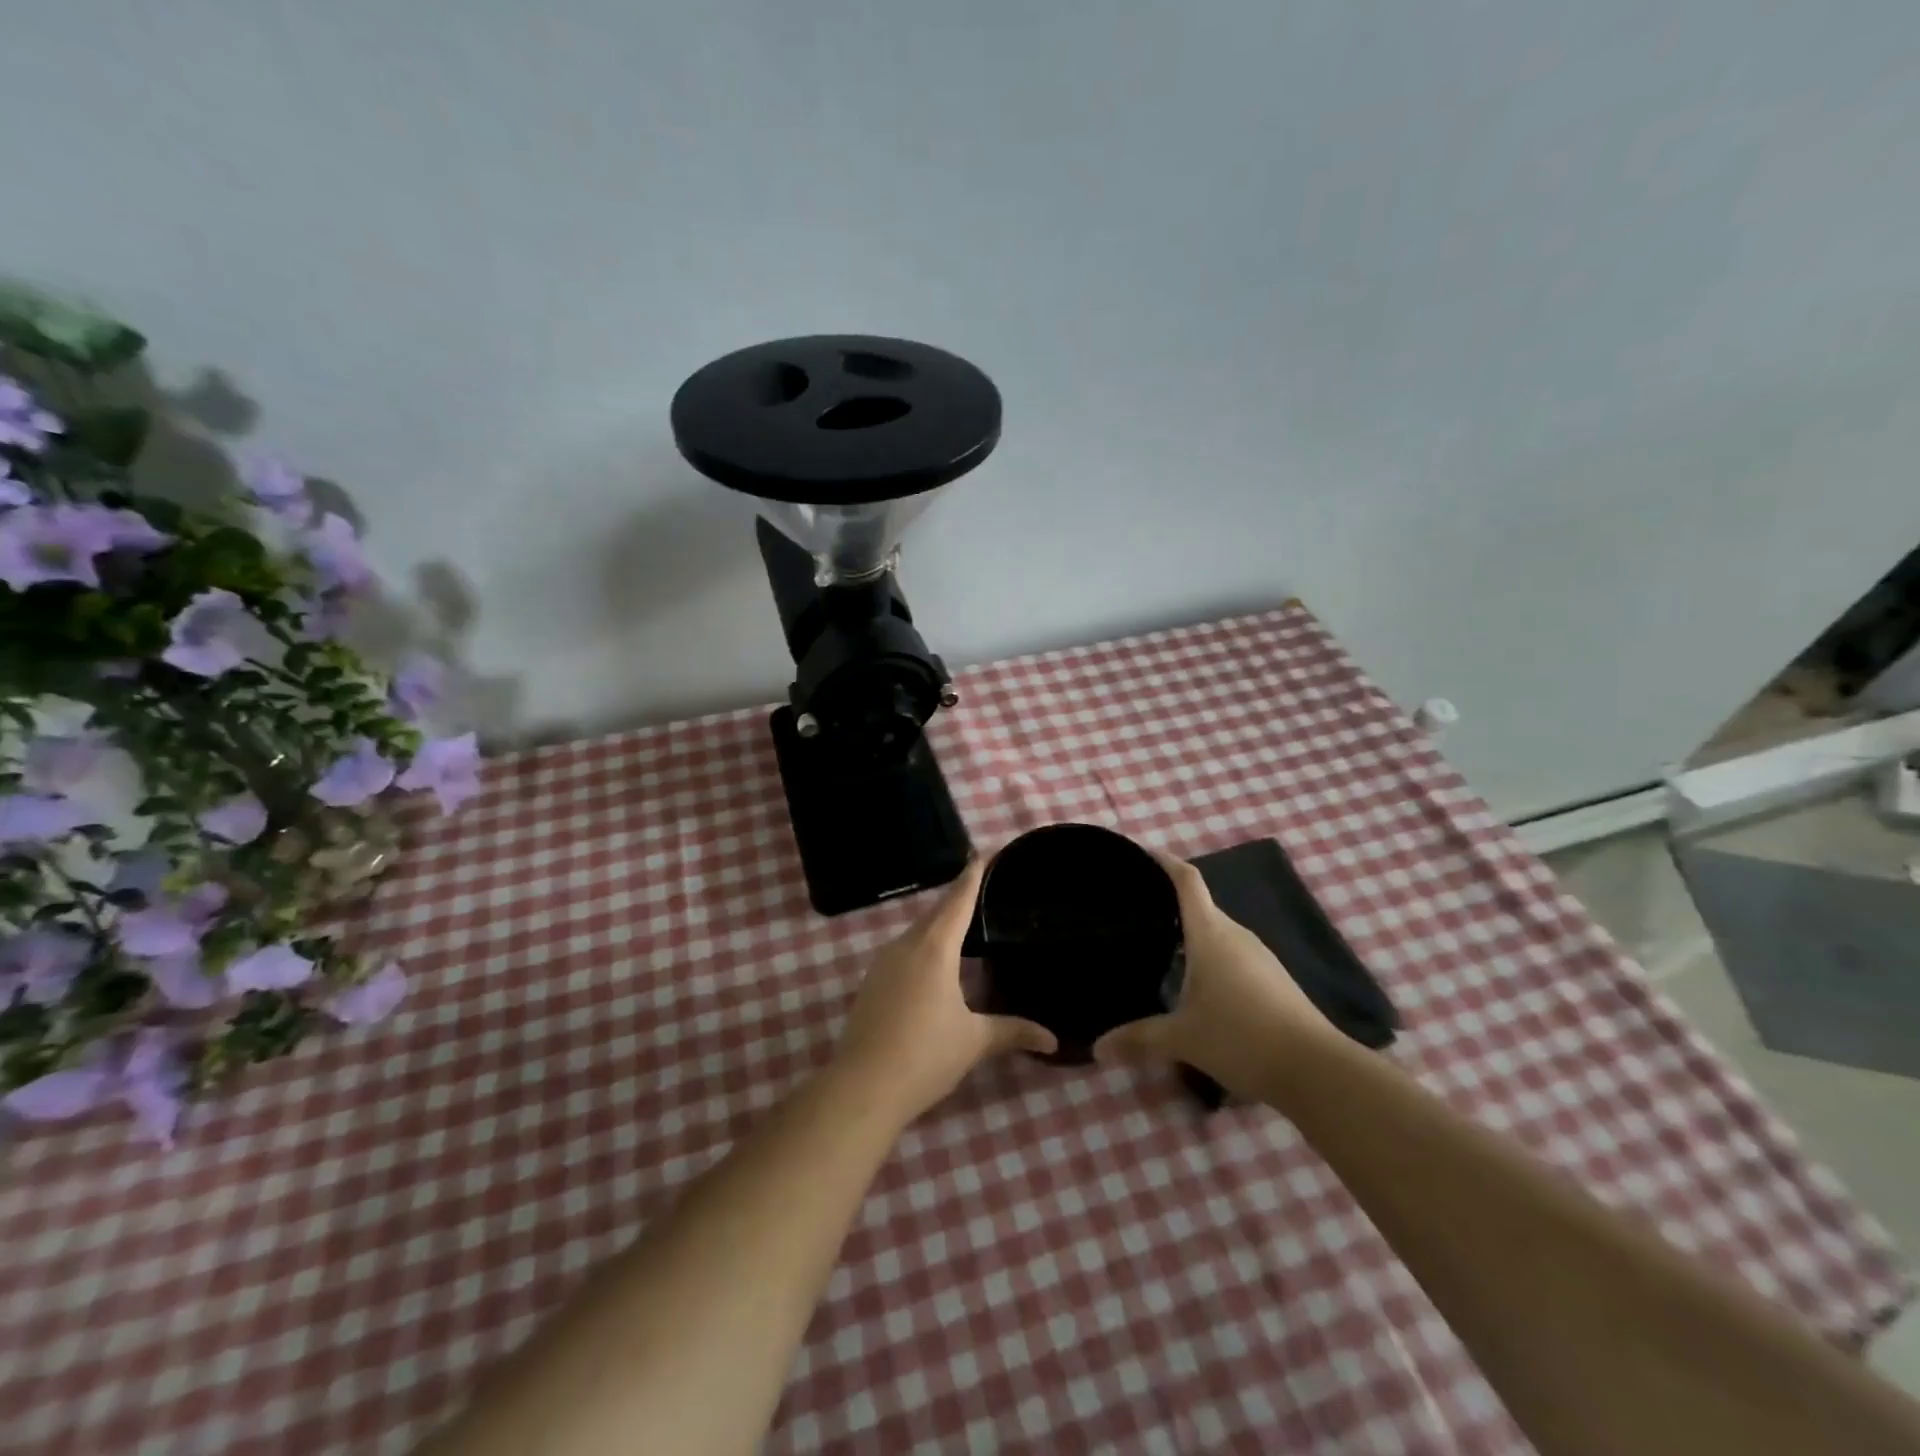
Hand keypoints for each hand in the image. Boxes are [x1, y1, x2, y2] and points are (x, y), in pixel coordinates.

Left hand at [835, 858, 1057, 1124]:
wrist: (861, 1087)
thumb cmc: (924, 1055)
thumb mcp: (974, 1041)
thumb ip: (1012, 1031)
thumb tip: (1054, 1040)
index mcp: (934, 948)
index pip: (957, 900)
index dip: (973, 875)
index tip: (985, 851)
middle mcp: (905, 946)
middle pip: (936, 913)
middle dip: (958, 899)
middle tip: (984, 889)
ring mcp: (883, 964)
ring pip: (917, 932)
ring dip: (939, 925)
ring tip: (965, 925)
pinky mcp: (871, 983)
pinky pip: (904, 951)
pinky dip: (924, 946)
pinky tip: (935, 964)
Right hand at [1091, 849, 1337, 1099]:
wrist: (1317, 1070)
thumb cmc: (1242, 1038)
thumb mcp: (1183, 1039)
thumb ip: (1138, 1039)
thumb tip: (1097, 1047)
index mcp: (1210, 934)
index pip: (1186, 880)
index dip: (1163, 861)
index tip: (1138, 854)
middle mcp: (1235, 935)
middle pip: (1199, 904)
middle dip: (1167, 901)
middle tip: (1132, 910)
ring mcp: (1258, 956)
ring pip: (1216, 931)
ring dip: (1189, 932)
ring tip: (1155, 943)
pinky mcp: (1272, 979)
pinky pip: (1231, 953)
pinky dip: (1207, 955)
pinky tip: (1192, 981)